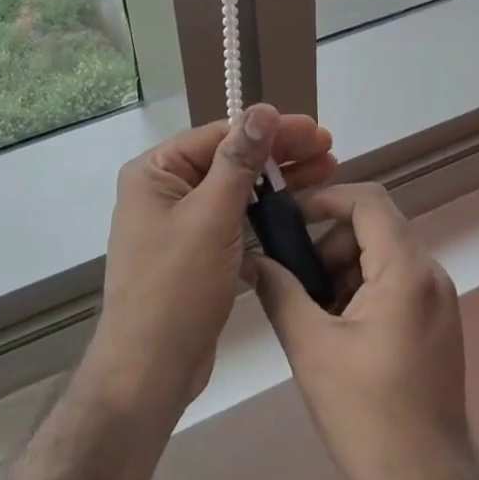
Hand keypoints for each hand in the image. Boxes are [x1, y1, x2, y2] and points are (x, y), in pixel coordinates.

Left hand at [83, 104, 336, 424]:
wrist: (150, 369)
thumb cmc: (177, 287)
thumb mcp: (211, 217)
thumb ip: (238, 161)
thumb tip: (260, 110)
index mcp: (155, 172)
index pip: (219, 135)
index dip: (269, 130)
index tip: (315, 129)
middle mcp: (163, 189)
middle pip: (229, 158)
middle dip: (280, 153)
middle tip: (329, 148)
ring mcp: (178, 221)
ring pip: (235, 187)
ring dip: (279, 178)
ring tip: (327, 169)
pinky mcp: (194, 250)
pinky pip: (233, 216)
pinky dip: (264, 208)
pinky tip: (298, 204)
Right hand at [252, 184, 478, 479]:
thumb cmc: (367, 416)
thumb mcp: (311, 348)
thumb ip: (280, 292)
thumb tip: (252, 260)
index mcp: (406, 271)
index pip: (369, 200)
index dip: (326, 198)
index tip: (288, 219)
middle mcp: (431, 274)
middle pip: (373, 228)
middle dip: (328, 245)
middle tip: (293, 282)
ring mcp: (438, 300)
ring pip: (381, 256)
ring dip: (341, 270)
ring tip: (311, 315)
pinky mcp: (436, 323)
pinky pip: (394, 283)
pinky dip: (360, 290)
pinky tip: (336, 331)